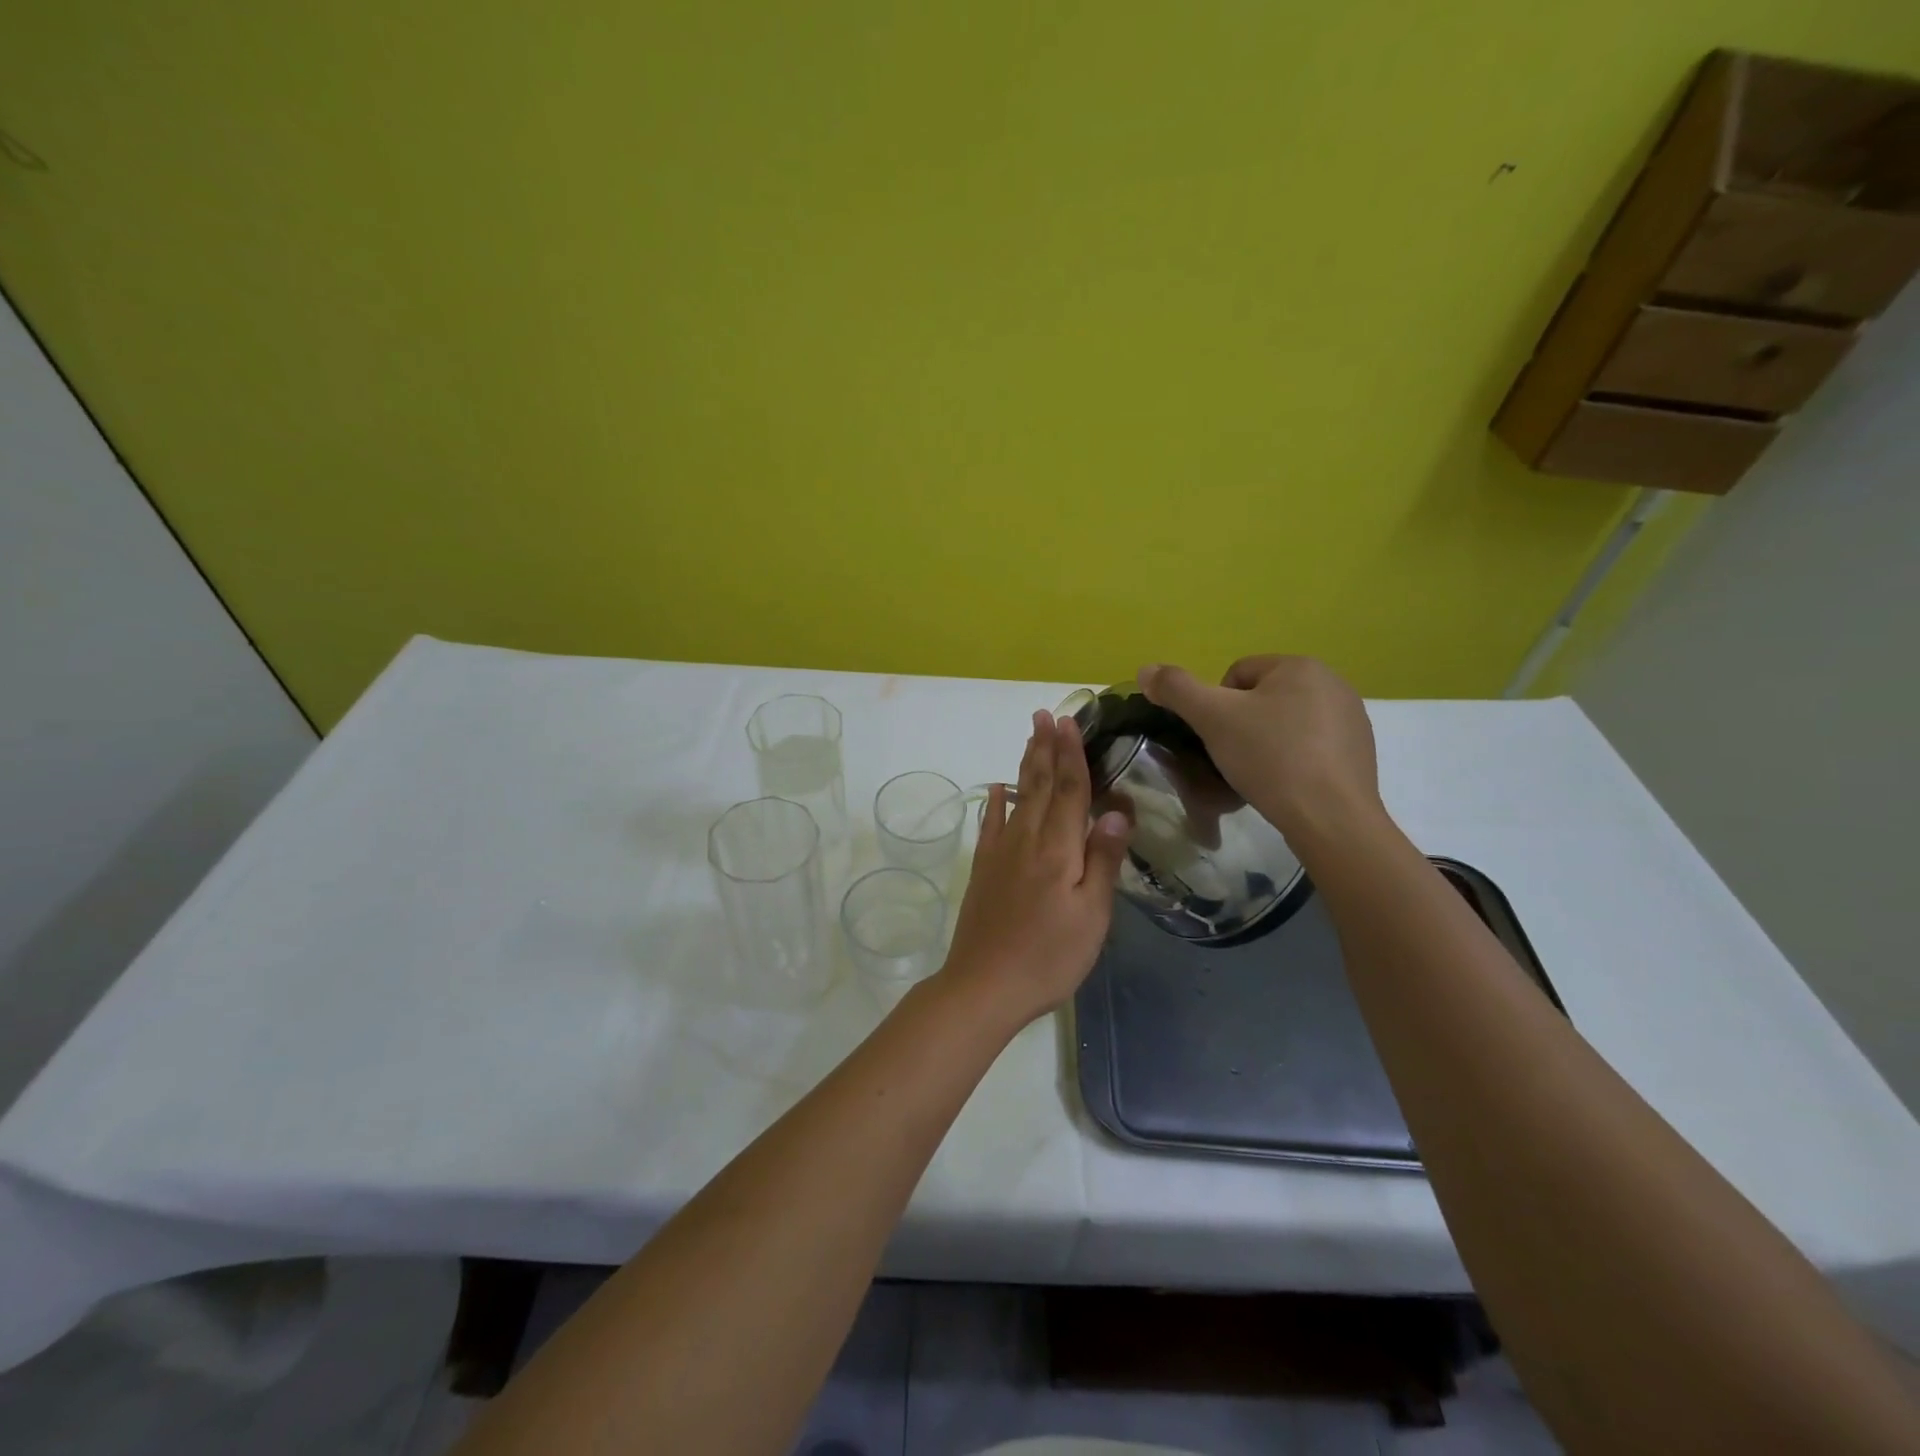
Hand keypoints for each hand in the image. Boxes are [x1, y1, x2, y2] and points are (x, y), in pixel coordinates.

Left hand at [939, 711, 1130, 1029]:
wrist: (984, 985)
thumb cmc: (1048, 956)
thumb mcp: (1091, 916)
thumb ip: (1103, 861)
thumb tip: (1116, 811)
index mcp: (1058, 848)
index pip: (1068, 790)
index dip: (1071, 755)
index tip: (1069, 721)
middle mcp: (1026, 840)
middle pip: (1038, 784)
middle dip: (1044, 747)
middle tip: (1044, 714)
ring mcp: (1000, 853)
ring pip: (1016, 796)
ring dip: (1024, 764)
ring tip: (1029, 737)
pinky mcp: (983, 869)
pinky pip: (990, 824)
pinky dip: (995, 802)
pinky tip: (996, 790)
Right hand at [1137, 655, 1384, 850]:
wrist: (1330, 817)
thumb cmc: (1269, 757)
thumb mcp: (1212, 718)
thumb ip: (1176, 689)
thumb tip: (1145, 669)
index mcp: (1299, 666)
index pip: (1236, 674)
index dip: (1216, 706)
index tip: (1216, 738)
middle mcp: (1332, 683)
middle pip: (1262, 698)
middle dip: (1242, 725)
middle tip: (1232, 758)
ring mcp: (1351, 719)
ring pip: (1286, 723)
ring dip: (1266, 743)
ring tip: (1258, 775)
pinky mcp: (1359, 752)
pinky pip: (1311, 748)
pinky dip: (1293, 761)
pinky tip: (1286, 786)